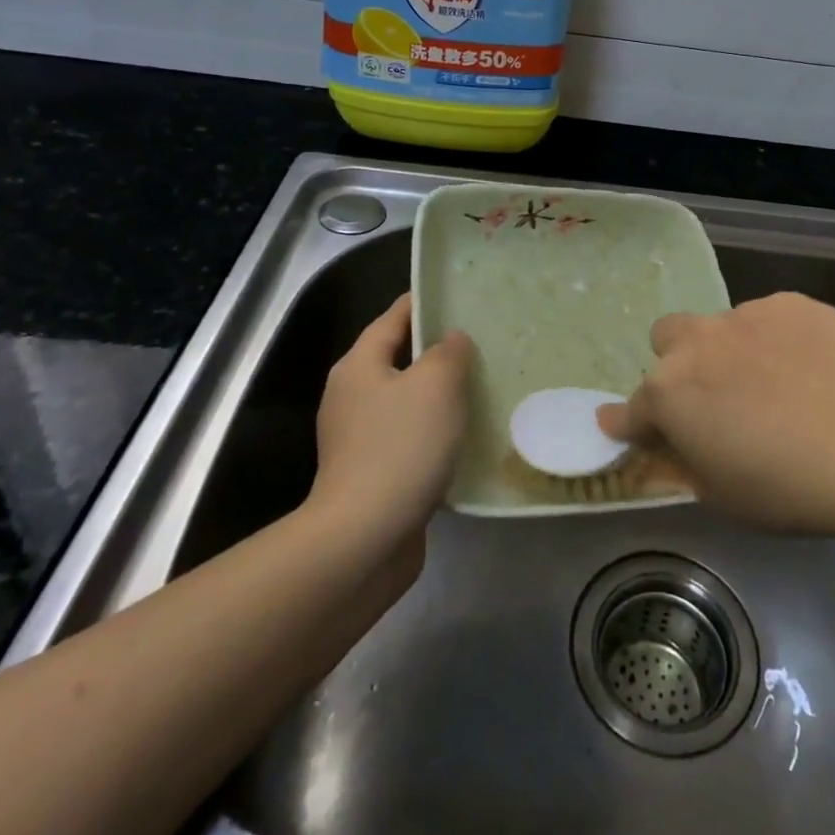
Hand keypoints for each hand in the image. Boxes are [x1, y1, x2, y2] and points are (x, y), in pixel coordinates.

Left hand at [310, 294, 471, 549]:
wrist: (365, 538)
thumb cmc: (401, 447)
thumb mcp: (436, 384)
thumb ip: (449, 352)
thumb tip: (451, 340)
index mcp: (359, 365)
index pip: (394, 316)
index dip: (426, 302)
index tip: (462, 296)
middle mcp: (351, 395)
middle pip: (399, 358)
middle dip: (438, 351)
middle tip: (483, 343)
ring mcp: (358, 437)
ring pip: (407, 400)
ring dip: (439, 395)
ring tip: (483, 387)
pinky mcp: (371, 472)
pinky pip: (409, 437)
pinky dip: (434, 431)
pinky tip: (466, 437)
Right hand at [598, 292, 834, 535]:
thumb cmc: (790, 488)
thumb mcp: (723, 495)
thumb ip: (688, 461)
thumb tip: (676, 444)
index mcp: (669, 393)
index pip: (631, 408)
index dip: (628, 423)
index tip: (629, 428)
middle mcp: (697, 343)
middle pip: (666, 339)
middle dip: (677, 365)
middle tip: (712, 399)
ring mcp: (745, 315)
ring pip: (721, 327)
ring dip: (731, 352)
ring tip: (778, 386)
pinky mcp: (790, 302)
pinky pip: (768, 319)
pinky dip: (776, 340)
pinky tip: (811, 369)